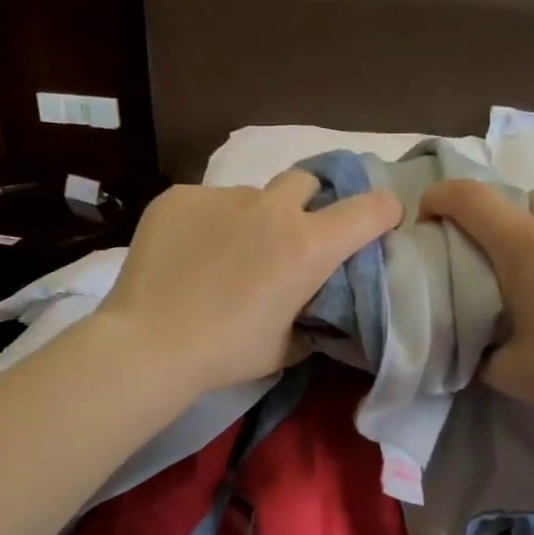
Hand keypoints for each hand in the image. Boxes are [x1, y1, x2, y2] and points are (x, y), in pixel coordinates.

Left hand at [97, 171, 402, 393]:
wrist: (149, 343)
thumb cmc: (227, 352)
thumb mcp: (286, 346)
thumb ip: (312, 317)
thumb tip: (316, 308)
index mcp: (308, 246)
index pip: (371, 208)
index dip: (384, 212)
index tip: (378, 224)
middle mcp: (272, 209)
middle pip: (307, 182)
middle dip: (308, 204)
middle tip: (289, 240)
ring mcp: (222, 197)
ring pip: (252, 195)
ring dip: (252, 219)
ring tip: (224, 255)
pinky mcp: (180, 197)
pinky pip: (207, 202)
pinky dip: (208, 223)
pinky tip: (188, 254)